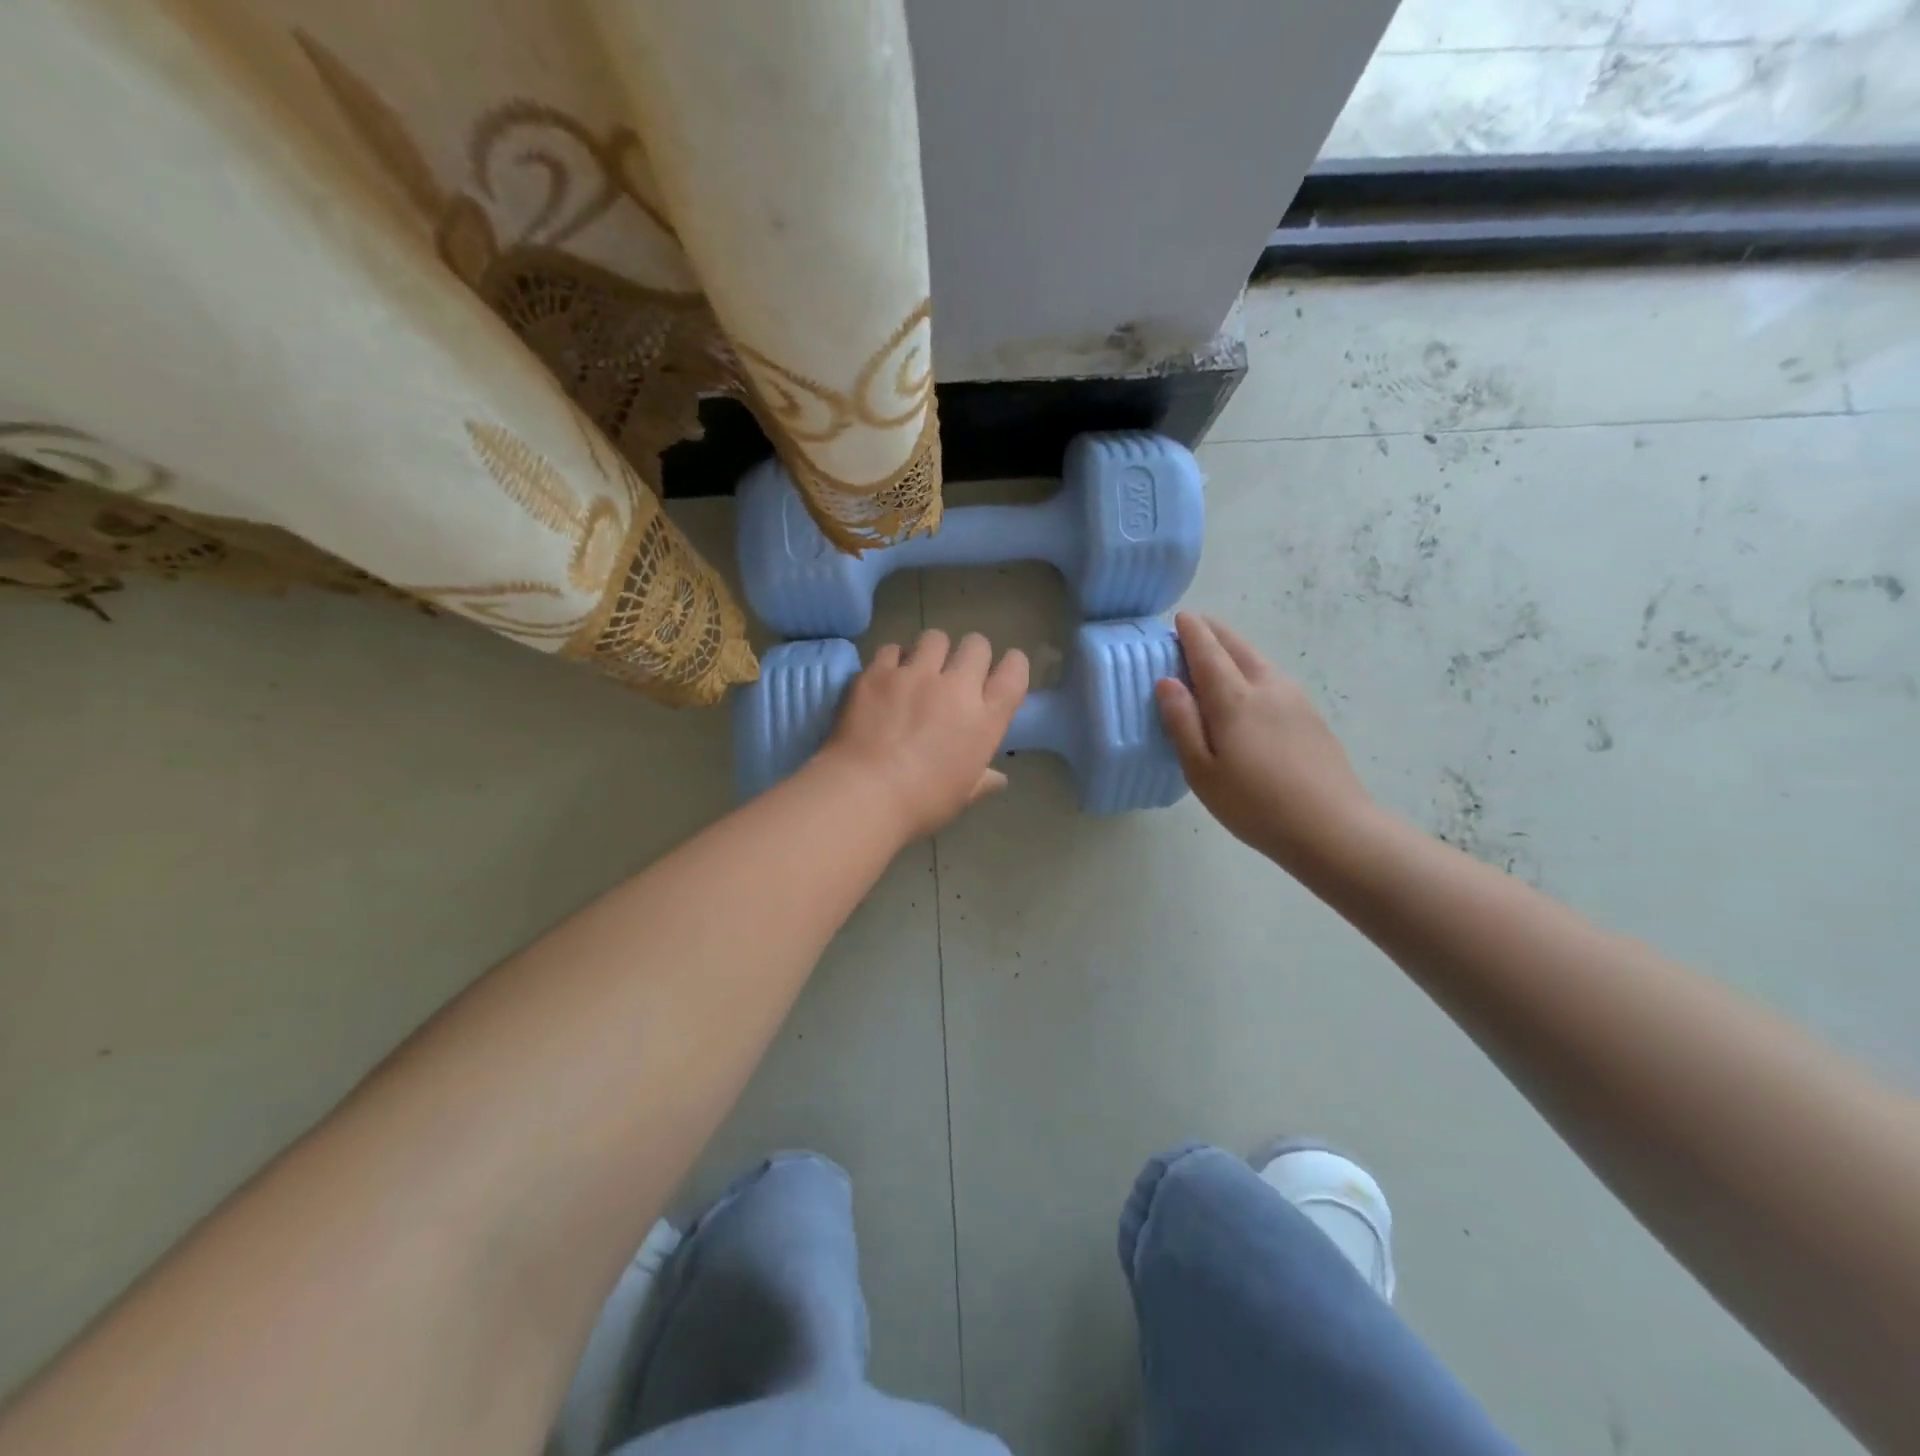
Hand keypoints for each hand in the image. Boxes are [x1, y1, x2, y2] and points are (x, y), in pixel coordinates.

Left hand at [816, 629, 1028, 841]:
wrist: (863, 793)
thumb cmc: (921, 803)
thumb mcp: (962, 797)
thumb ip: (983, 780)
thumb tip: (998, 779)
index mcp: (985, 719)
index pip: (1014, 674)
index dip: (1013, 666)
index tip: (1004, 670)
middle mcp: (956, 687)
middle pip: (976, 645)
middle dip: (971, 654)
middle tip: (956, 672)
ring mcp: (915, 674)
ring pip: (935, 637)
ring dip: (932, 650)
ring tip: (919, 669)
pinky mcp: (878, 672)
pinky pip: (892, 649)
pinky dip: (893, 660)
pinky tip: (886, 677)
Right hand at [1155, 612, 1378, 873]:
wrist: (1333, 828)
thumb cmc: (1255, 805)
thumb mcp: (1202, 771)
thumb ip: (1182, 723)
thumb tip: (1166, 682)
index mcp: (1234, 700)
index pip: (1208, 653)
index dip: (1192, 633)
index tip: (1180, 618)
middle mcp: (1267, 688)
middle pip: (1238, 647)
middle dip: (1215, 632)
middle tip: (1197, 625)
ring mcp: (1295, 700)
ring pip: (1260, 661)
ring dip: (1236, 649)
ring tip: (1219, 653)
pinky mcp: (1311, 716)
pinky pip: (1274, 679)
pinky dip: (1254, 669)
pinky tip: (1250, 689)